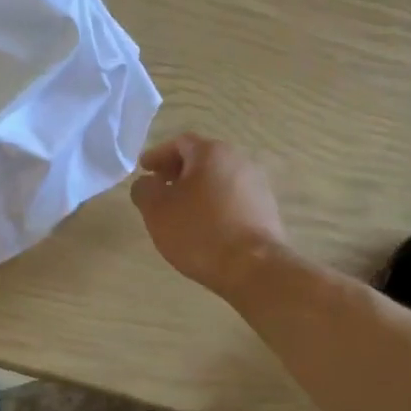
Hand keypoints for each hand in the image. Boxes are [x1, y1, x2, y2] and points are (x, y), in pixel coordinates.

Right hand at [131, 133, 287, 298]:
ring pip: (219, 179)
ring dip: (198, 189)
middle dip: (178, 172)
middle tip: (160, 189)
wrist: (253, 267)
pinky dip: (215, 204)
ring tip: (181, 211)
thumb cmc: (199, 231)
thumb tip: (147, 183)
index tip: (144, 170)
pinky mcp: (267, 209)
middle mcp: (239, 160)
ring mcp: (257, 185)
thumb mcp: (156, 210)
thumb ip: (144, 189)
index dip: (158, 155)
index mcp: (211, 152)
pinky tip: (205, 226)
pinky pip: (233, 198)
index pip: (179, 143)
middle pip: (202, 159)